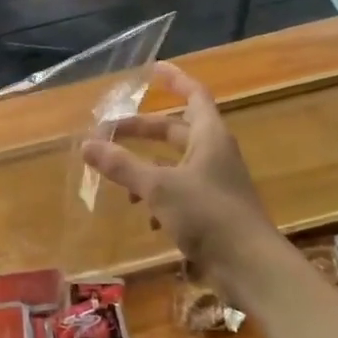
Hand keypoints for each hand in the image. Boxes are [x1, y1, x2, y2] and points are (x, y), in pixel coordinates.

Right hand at [81, 63, 289, 295]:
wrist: (251, 268)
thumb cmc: (208, 214)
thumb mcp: (158, 187)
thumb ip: (122, 165)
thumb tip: (86, 145)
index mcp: (209, 136)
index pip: (193, 94)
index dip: (174, 79)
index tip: (152, 69)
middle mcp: (214, 154)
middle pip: (176, 130)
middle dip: (143, 130)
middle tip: (110, 130)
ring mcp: (214, 184)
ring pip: (175, 164)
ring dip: (146, 167)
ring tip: (118, 178)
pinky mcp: (212, 212)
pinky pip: (179, 193)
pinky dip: (158, 198)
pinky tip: (144, 217)